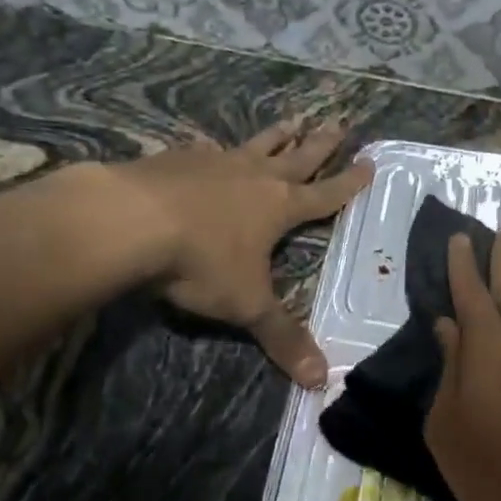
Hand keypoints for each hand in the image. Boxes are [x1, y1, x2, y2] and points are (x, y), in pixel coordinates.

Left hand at [117, 121, 371, 386]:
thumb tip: (320, 381)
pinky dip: (214, 147)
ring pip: (255, 145)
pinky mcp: (177, 158)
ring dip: (277, 135)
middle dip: (321, 144)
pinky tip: (208, 143)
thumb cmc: (200, 262)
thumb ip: (282, 338)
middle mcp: (253, 177)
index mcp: (279, 207)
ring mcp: (214, 163)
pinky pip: (204, 149)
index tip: (370, 161)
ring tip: (293, 118)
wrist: (129, 221)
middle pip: (297, 157)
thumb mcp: (247, 305)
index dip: (350, 182)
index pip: (326, 194)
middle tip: (340, 122)